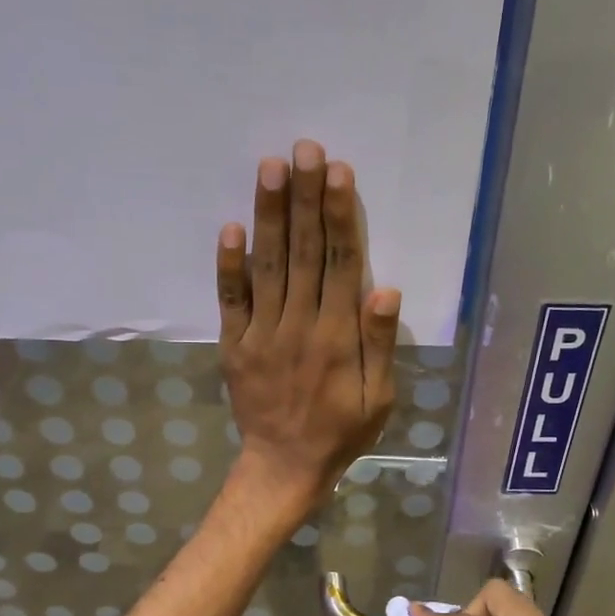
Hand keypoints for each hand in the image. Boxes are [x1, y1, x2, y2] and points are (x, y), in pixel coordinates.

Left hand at [218, 139, 400, 516]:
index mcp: (337, 337)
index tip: (338, 172)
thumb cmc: (341, 432)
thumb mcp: (378, 398)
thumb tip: (386, 289)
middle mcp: (299, 326)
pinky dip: (228, 266)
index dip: (340, 216)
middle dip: (304, 198)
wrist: (285, 466)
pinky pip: (230, 301)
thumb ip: (379, 344)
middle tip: (303, 149)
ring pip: (267, 266)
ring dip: (269, 216)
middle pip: (303, 252)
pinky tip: (230, 227)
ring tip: (271, 168)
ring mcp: (261, 334)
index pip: (341, 264)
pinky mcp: (234, 346)